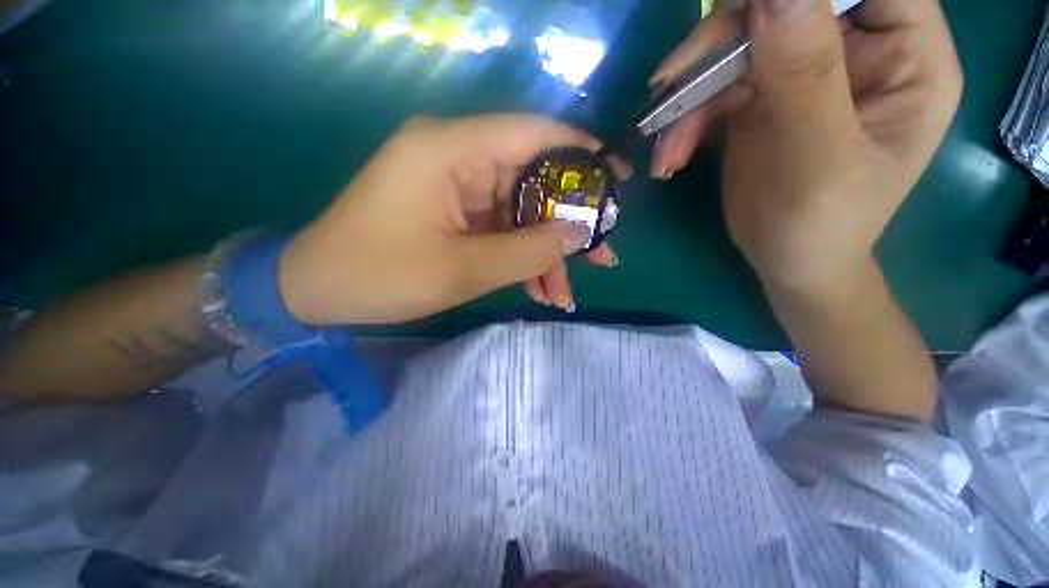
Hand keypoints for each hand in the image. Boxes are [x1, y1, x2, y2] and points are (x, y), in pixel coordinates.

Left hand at [277, 115, 624, 325]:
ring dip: (543, 254)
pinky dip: (520, 259)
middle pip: (531, 183)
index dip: (580, 154)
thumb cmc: (380, 275)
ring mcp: (455, 187)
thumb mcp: (463, 269)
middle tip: (601, 256)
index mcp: (449, 149)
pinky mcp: (453, 212)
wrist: (319, 291)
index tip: (617, 180)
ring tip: (563, 294)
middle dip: (565, 225)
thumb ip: (526, 250)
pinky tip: (536, 290)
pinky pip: (500, 230)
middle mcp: (455, 157)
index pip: (531, 134)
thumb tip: (578, 232)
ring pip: (518, 214)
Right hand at [650, 0, 960, 290]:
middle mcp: (858, 49)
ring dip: (691, 94)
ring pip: (738, 46)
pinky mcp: (761, 98)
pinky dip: (686, 121)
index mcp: (908, 53)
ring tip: (667, 149)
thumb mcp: (821, 157)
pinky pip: (715, 89)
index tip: (746, 13)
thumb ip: (806, 74)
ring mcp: (804, 72)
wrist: (789, 261)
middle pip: (786, 6)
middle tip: (672, 83)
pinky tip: (670, 156)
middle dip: (723, 41)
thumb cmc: (824, 224)